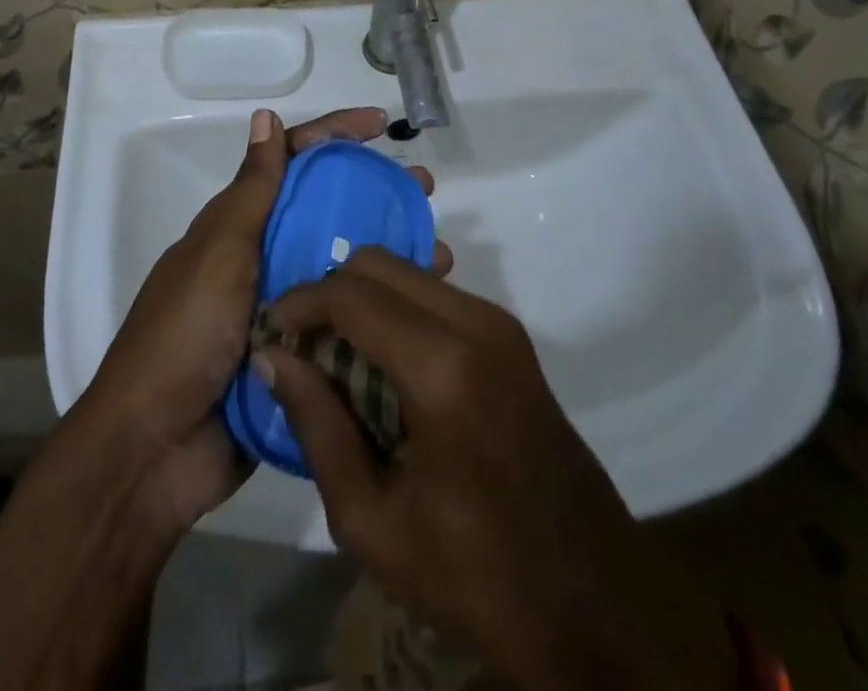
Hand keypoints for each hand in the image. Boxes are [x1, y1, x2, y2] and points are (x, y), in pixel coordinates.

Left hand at [82, 108, 439, 530]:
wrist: (152, 450)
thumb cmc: (183, 334)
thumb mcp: (219, 252)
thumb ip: (251, 191)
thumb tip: (265, 116)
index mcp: (240, 226)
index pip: (292, 162)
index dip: (334, 136)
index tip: (380, 126)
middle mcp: (263, 259)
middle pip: (326, 211)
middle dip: (375, 193)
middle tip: (424, 191)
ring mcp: (282, 311)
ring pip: (343, 269)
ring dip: (387, 255)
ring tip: (440, 256)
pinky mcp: (298, 360)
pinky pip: (346, 326)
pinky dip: (380, 315)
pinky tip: (418, 314)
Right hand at [258, 250, 737, 690]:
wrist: (596, 605)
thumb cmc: (477, 577)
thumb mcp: (373, 521)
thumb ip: (317, 425)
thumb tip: (273, 358)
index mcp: (442, 368)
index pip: (349, 294)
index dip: (299, 303)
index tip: (271, 334)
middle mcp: (475, 323)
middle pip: (377, 263)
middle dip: (330, 293)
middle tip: (304, 347)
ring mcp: (500, 324)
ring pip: (407, 272)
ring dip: (364, 299)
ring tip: (339, 359)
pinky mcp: (512, 337)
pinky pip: (436, 295)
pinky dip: (396, 310)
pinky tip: (385, 367)